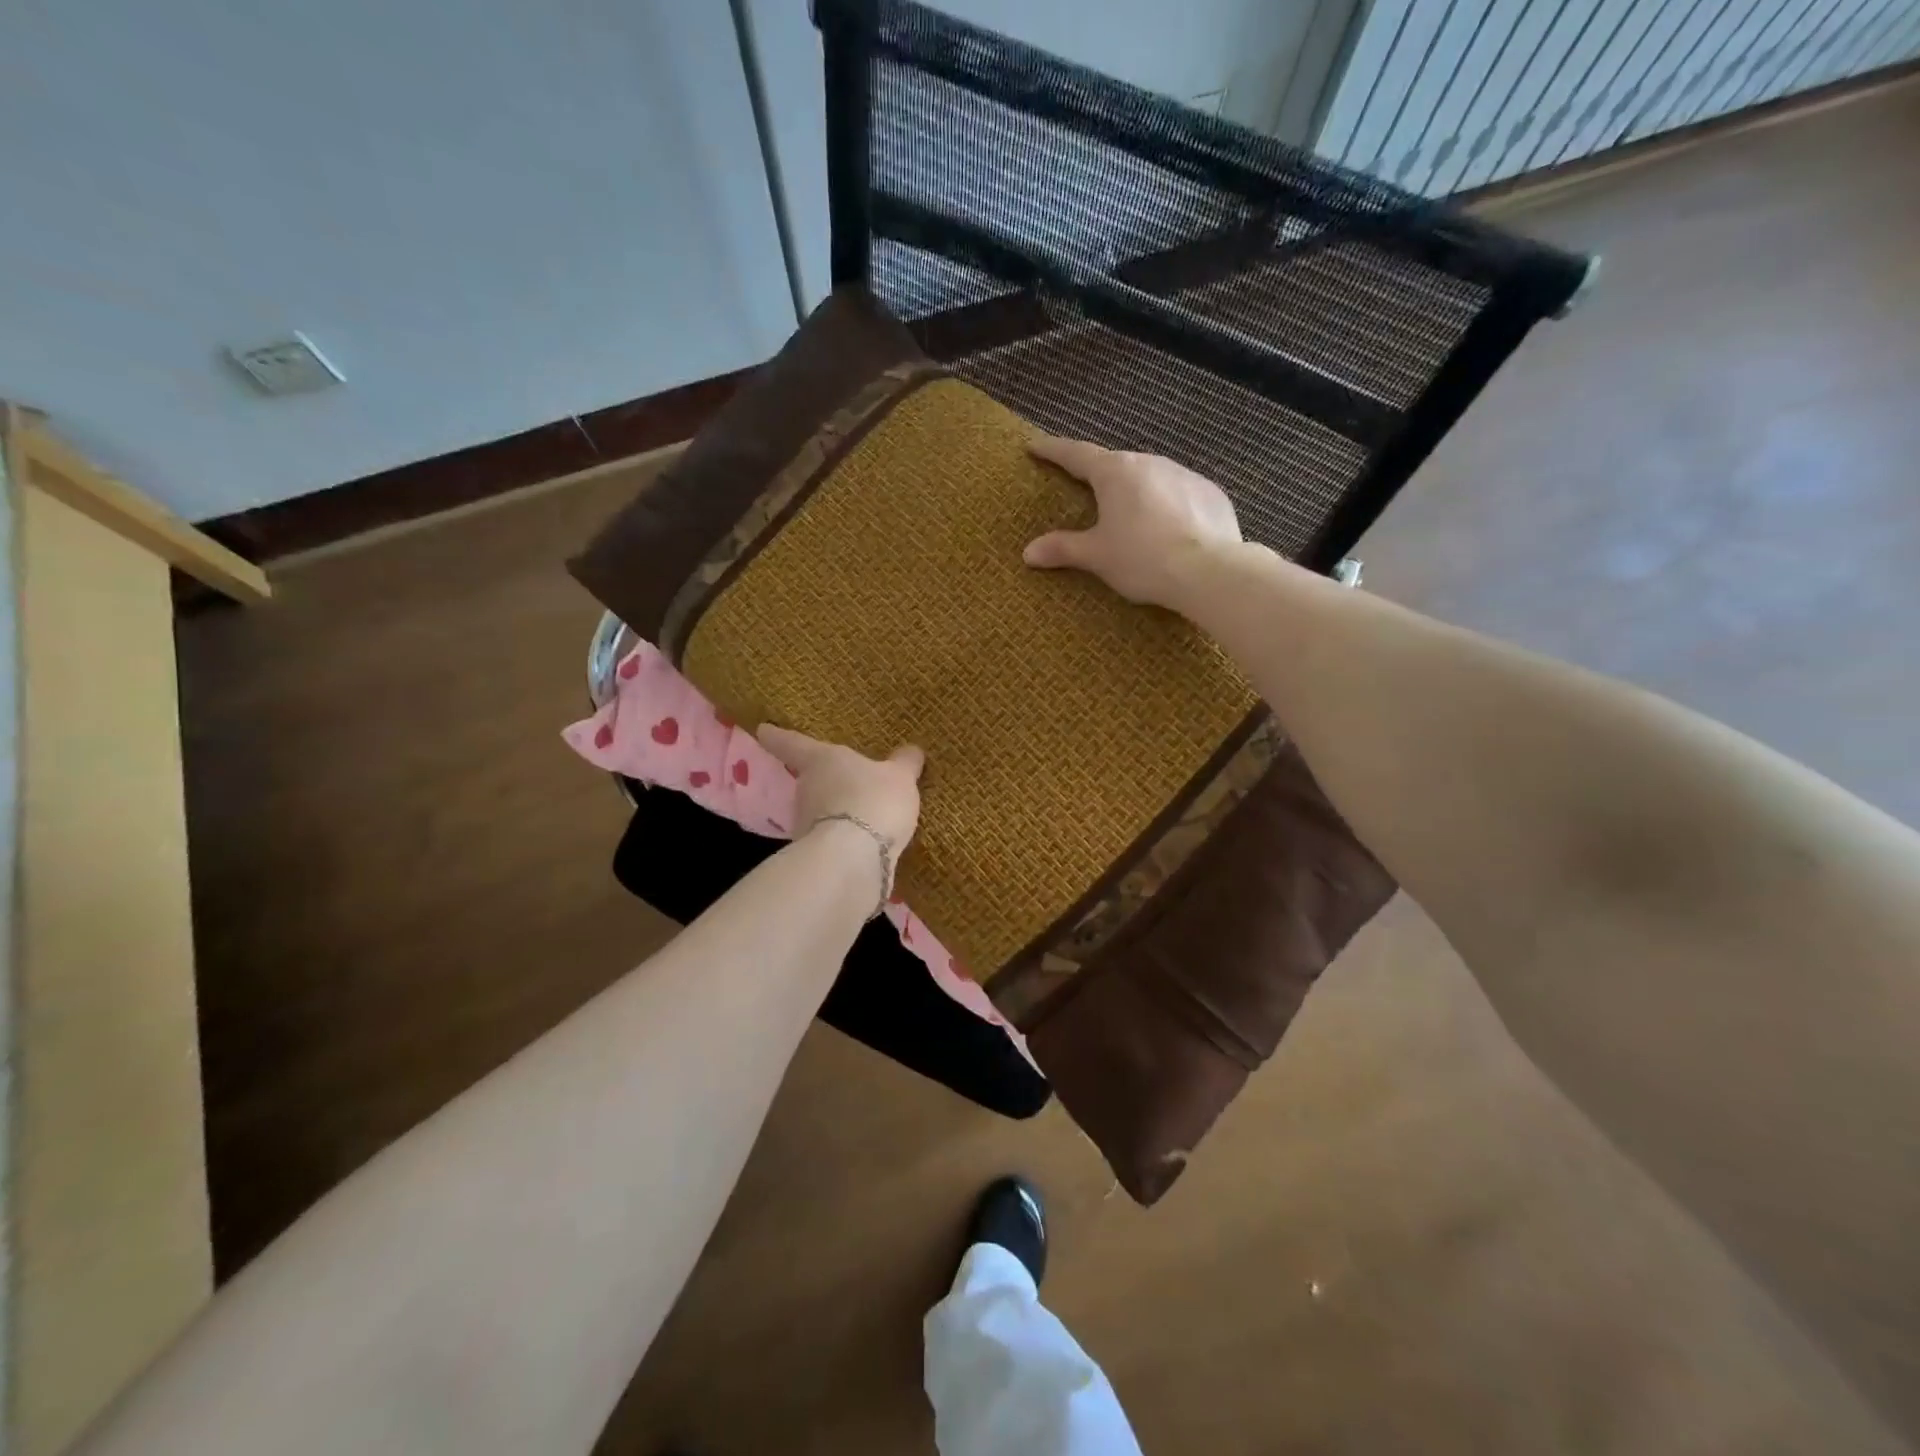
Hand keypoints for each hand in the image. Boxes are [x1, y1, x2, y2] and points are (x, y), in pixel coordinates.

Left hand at [756, 725, 924, 858]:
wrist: (853, 858)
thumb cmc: (873, 800)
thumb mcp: (899, 777)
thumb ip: (904, 764)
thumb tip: (911, 750)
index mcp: (821, 759)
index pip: (792, 743)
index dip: (777, 736)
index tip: (762, 730)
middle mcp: (805, 789)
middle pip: (809, 781)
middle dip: (823, 782)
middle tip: (843, 780)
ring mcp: (805, 824)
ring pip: (819, 812)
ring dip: (835, 814)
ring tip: (862, 816)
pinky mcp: (814, 855)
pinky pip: (832, 839)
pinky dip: (844, 840)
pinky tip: (865, 844)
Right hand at [1023, 436, 1242, 610]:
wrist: (1210, 570)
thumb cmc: (1143, 558)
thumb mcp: (1097, 556)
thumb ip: (1063, 549)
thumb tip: (1028, 553)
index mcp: (1115, 472)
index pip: (1075, 454)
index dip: (1053, 450)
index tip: (1035, 446)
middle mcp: (1150, 462)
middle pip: (1115, 464)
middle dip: (1098, 475)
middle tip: (1083, 488)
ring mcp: (1184, 474)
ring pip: (1150, 477)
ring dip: (1135, 491)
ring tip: (1128, 515)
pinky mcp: (1211, 493)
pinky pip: (1179, 494)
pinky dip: (1166, 506)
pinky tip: (1167, 530)